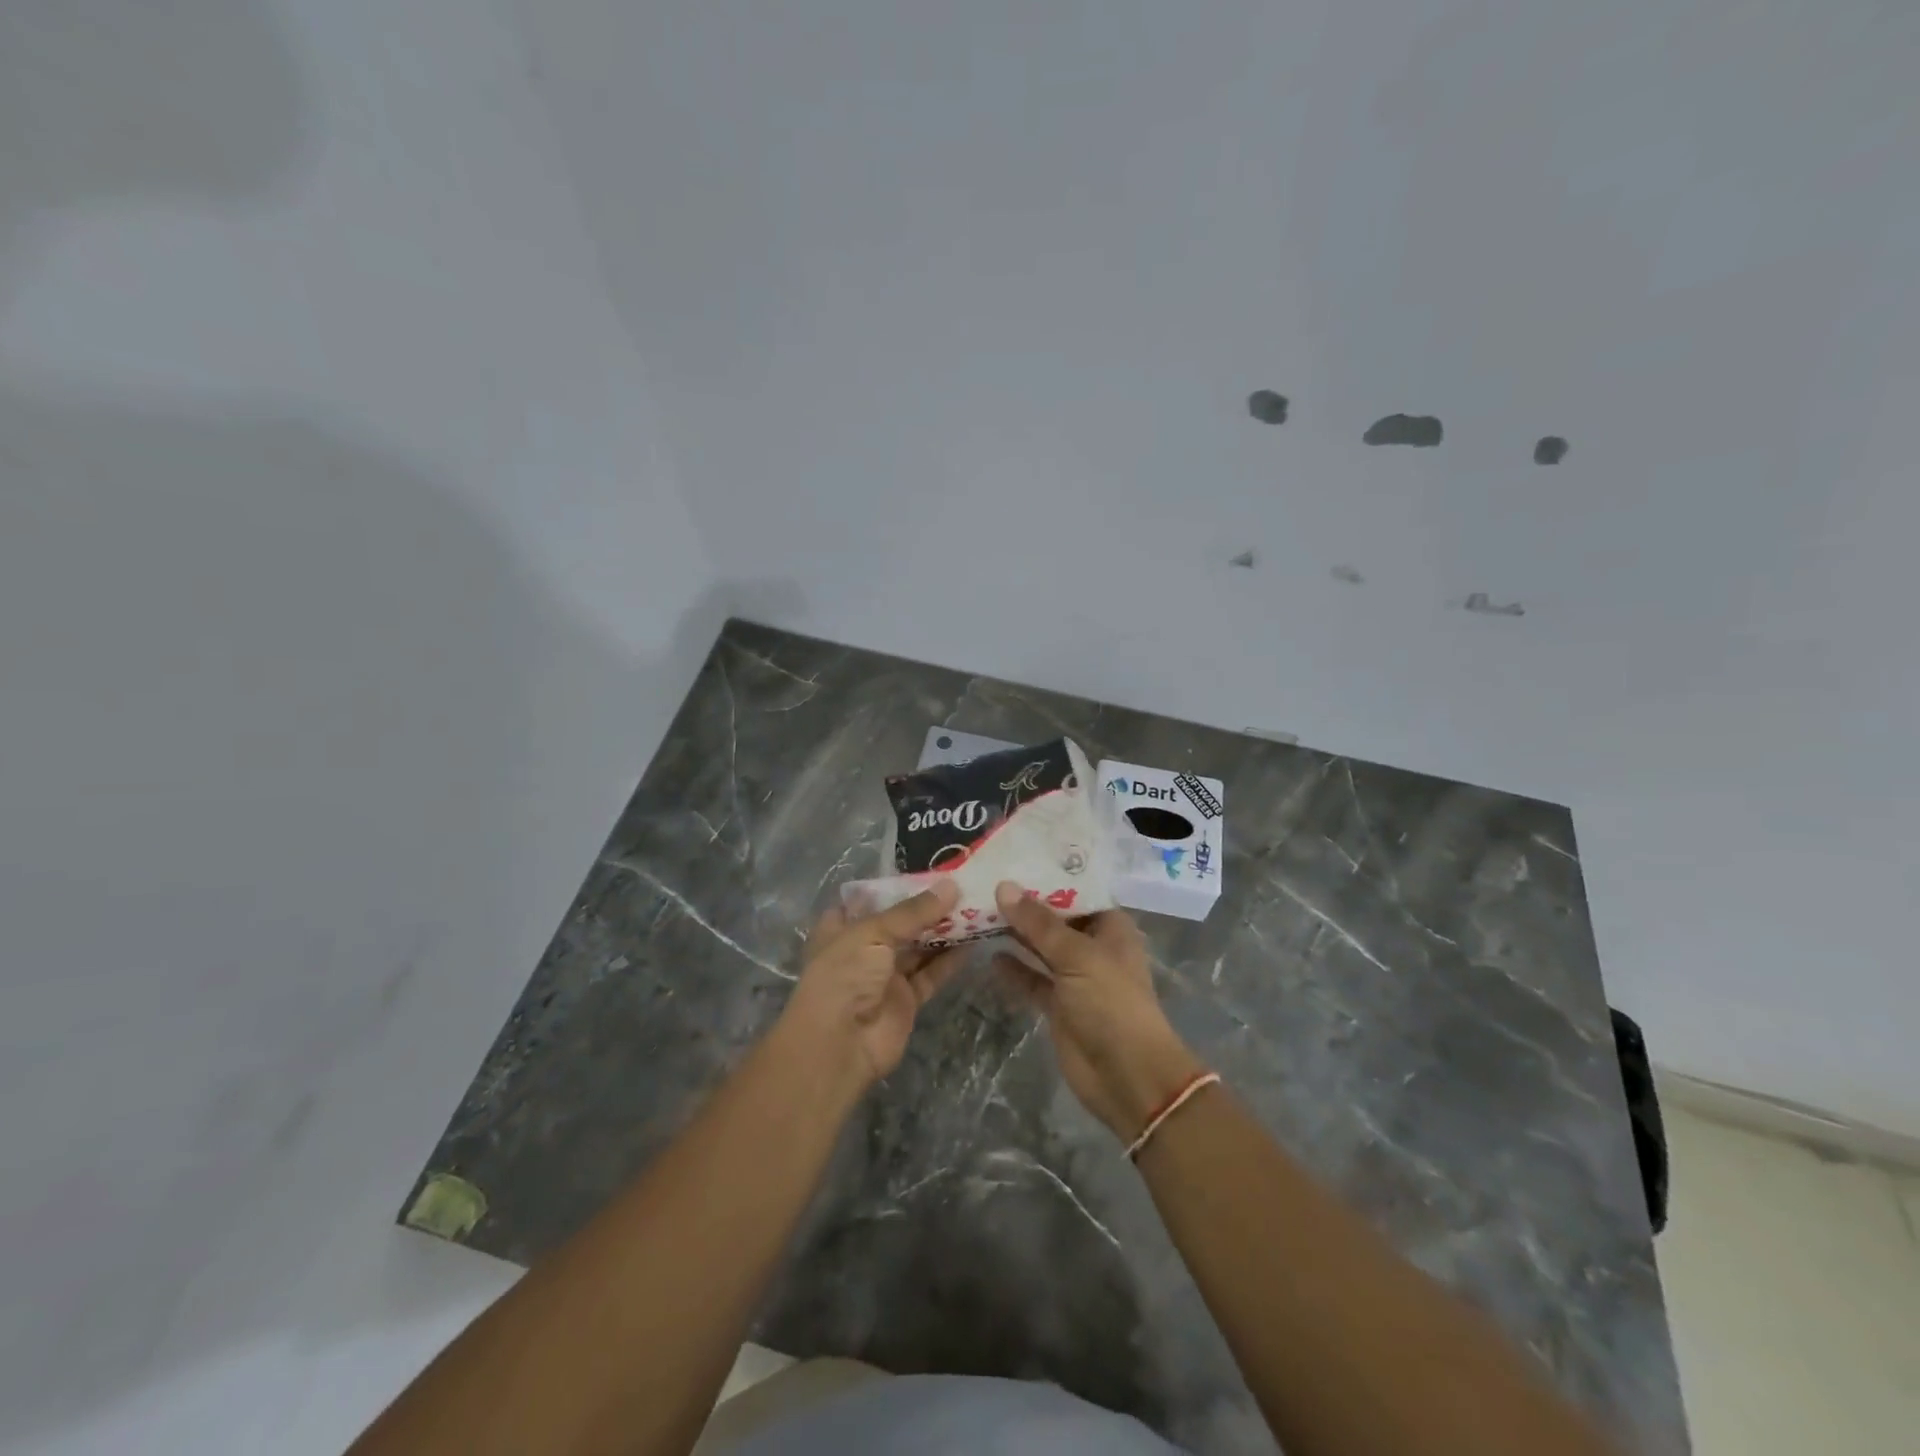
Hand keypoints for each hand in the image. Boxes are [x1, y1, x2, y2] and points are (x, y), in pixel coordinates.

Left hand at [780, 879, 965, 1090]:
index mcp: (842, 927)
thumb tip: (951, 886)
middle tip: (963, 886)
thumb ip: (913, 911)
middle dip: (927, 907)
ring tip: (975, 907)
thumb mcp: (873, 932)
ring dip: (944, 930)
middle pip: (899, 922)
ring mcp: (885, 975)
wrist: (840, 1045)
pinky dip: (950, 960)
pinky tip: (973, 941)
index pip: (869, 899)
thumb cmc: (845, 975)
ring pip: (919, 947)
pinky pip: (931, 974)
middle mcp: (863, 949)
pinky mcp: (906, 999)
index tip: (928, 870)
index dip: (895, 886)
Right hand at [993, 882, 1204, 1141]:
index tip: (1012, 858)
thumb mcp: (1076, 956)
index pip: (1076, 891)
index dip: (1047, 877)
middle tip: (985, 881)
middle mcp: (1092, 947)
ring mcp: (1074, 977)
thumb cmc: (1111, 1004)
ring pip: (1040, 948)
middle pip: (1055, 919)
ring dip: (1016, 934)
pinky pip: (1032, 979)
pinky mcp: (1058, 1005)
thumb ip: (1038, 923)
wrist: (1127, 1076)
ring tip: (979, 911)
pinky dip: (1014, 969)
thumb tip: (1004, 886)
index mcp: (1109, 928)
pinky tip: (989, 954)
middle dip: (1025, 905)